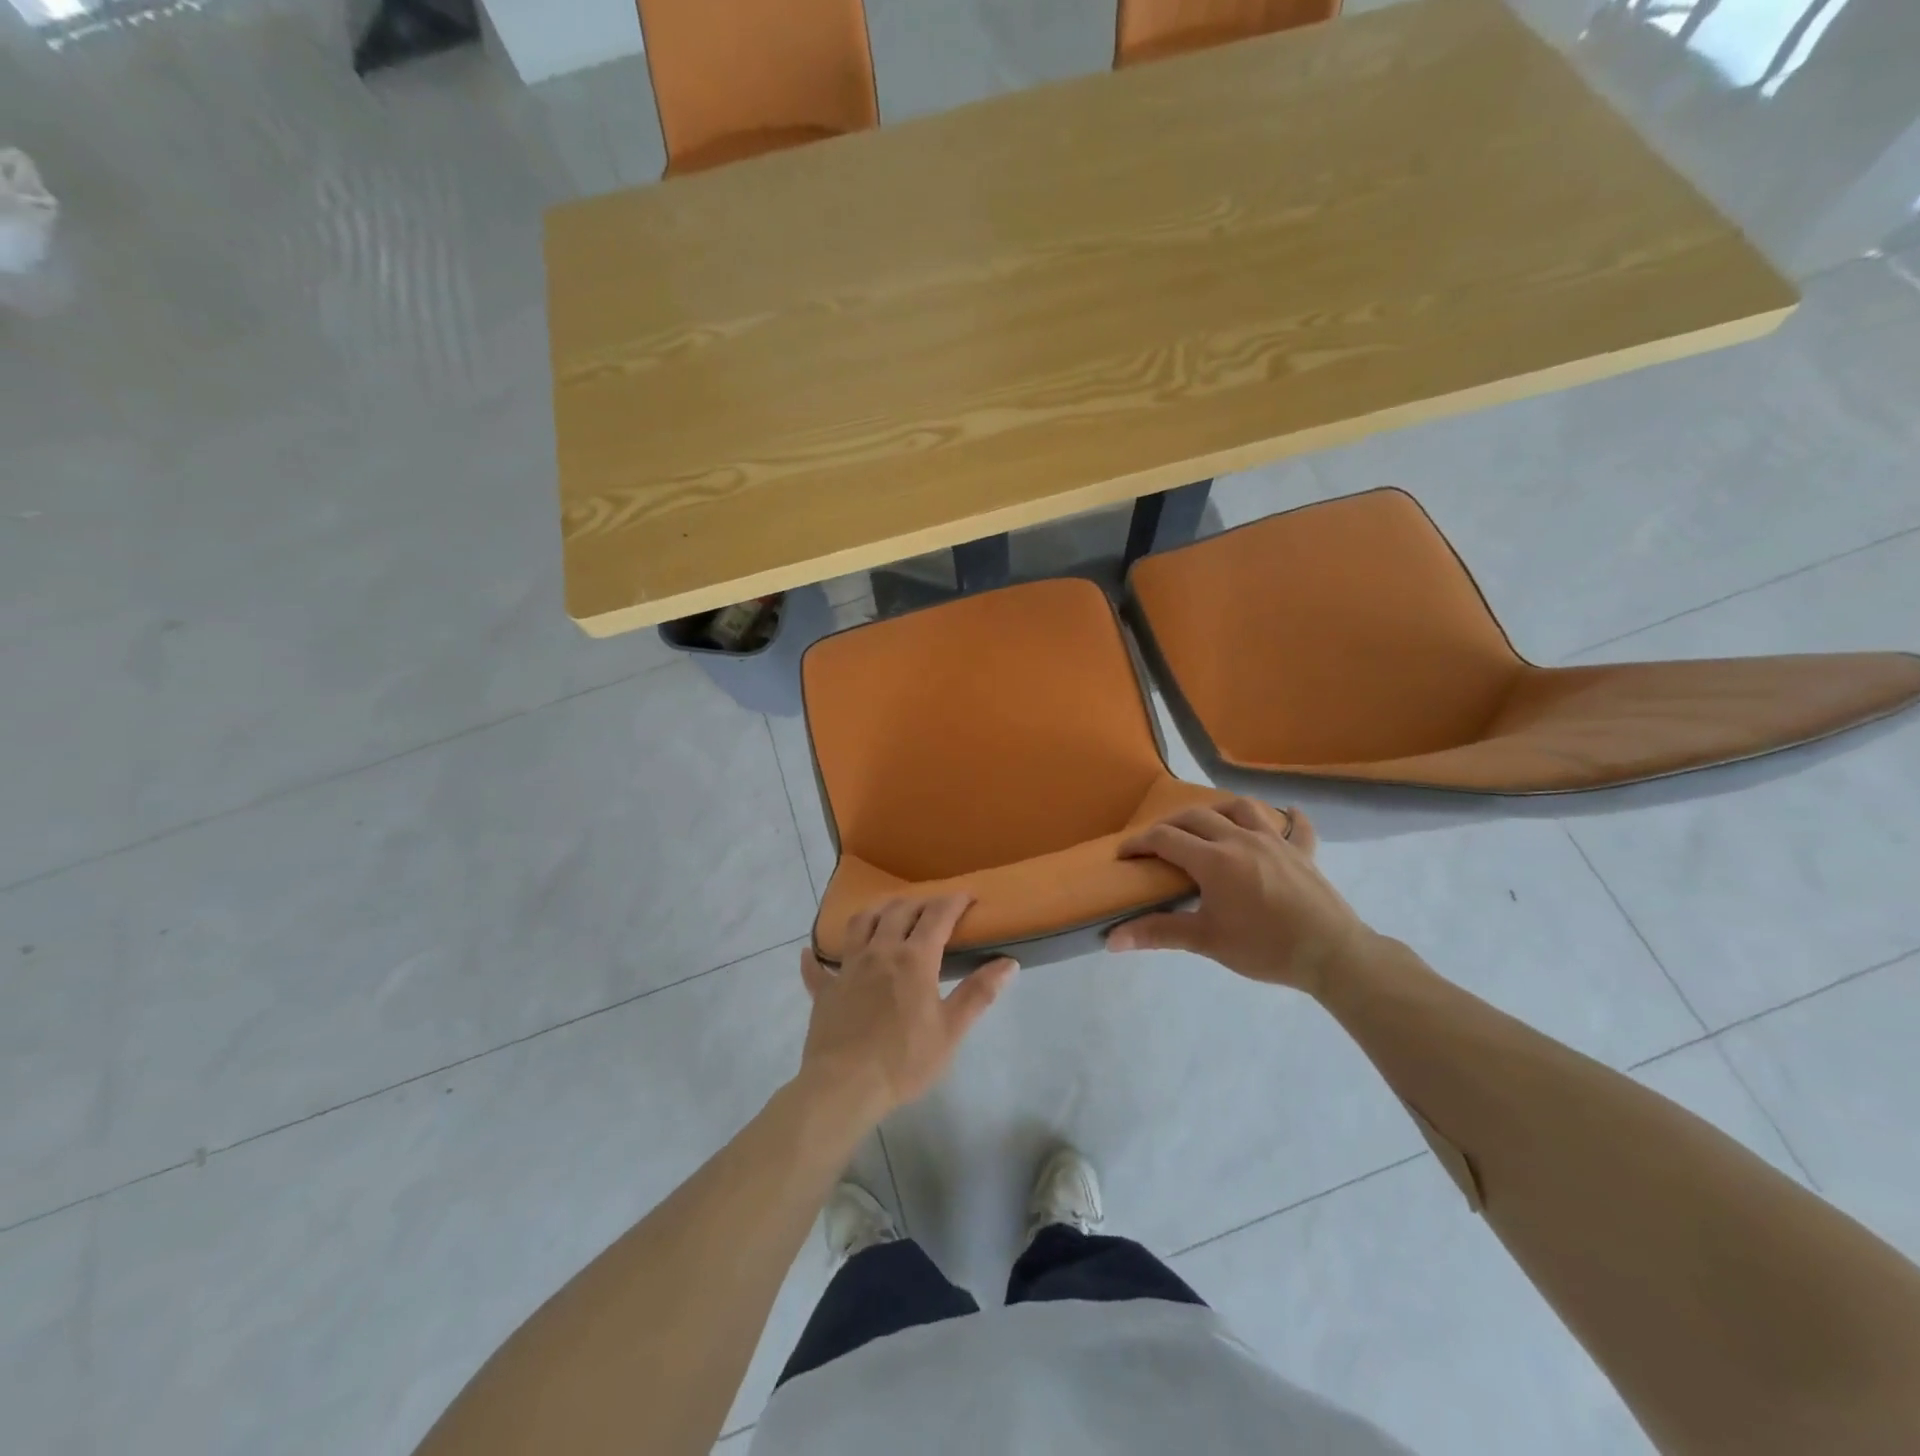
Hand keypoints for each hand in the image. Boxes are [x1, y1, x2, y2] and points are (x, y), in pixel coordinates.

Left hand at [797, 894, 1017, 1122]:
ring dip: (877, 912)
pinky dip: (816, 958)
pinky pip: (817, 967)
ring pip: (860, 924)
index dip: (954, 901)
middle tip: (932, 906)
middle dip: (919, 902)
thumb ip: (979, 993)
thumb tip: (1009, 962)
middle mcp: (879, 952)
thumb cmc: (905, 1060)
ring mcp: (848, 968)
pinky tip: (811, 953)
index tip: (967, 896)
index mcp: (914, 959)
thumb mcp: (951, 1030)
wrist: (845, 1086)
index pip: (937, 916)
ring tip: (887, 913)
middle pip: (898, 911)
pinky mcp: (825, 990)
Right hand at [1106, 800, 1371, 995]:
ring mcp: (1275, 841)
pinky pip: (1295, 825)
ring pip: (1241, 808)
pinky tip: (1284, 816)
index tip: (1123, 855)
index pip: (1165, 839)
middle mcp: (1240, 839)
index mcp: (1214, 859)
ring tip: (1207, 825)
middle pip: (1196, 817)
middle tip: (1156, 843)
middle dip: (1170, 825)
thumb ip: (1159, 933)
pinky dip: (1286, 818)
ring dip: (1217, 811)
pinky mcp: (1303, 851)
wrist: (1332, 954)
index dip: (1139, 843)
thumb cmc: (1264, 948)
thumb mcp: (1207, 941)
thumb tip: (1112, 939)